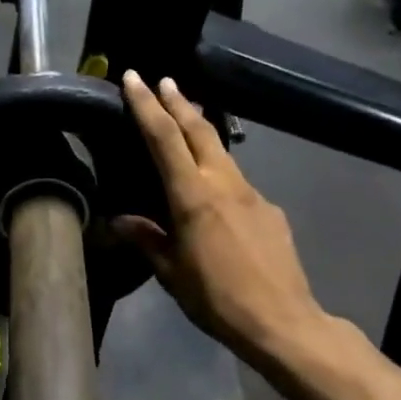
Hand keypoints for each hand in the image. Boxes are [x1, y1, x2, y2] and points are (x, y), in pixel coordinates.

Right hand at [114, 71, 324, 367]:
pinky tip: (215, 196)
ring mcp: (253, 194)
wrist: (282, 321)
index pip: (165, 139)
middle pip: (200, 130)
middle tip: (162, 81)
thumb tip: (119, 220)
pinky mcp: (271, 210)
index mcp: (194, 197)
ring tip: (185, 122)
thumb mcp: (171, 274)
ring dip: (201, 132)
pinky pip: (239, 182)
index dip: (147, 106)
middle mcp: (225, 184)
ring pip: (222, 152)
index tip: (134, 78)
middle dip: (178, 102)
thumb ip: (147, 239)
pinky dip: (219, 173)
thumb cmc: (216, 299)